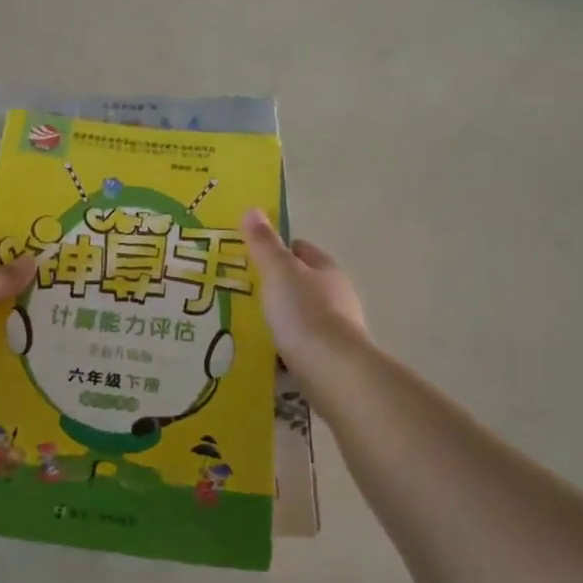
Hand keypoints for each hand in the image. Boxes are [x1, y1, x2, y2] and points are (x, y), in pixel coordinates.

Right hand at [241, 209, 368, 372]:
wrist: (333, 372)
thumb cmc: (304, 313)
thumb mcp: (278, 272)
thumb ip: (264, 244)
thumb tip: (253, 210)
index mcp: (326, 269)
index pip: (301, 249)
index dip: (278, 249)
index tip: (251, 257)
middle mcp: (337, 295)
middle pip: (303, 283)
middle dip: (278, 286)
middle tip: (244, 291)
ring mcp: (338, 329)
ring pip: (303, 315)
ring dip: (282, 318)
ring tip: (250, 324)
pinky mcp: (333, 359)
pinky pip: (304, 346)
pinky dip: (287, 346)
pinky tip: (267, 354)